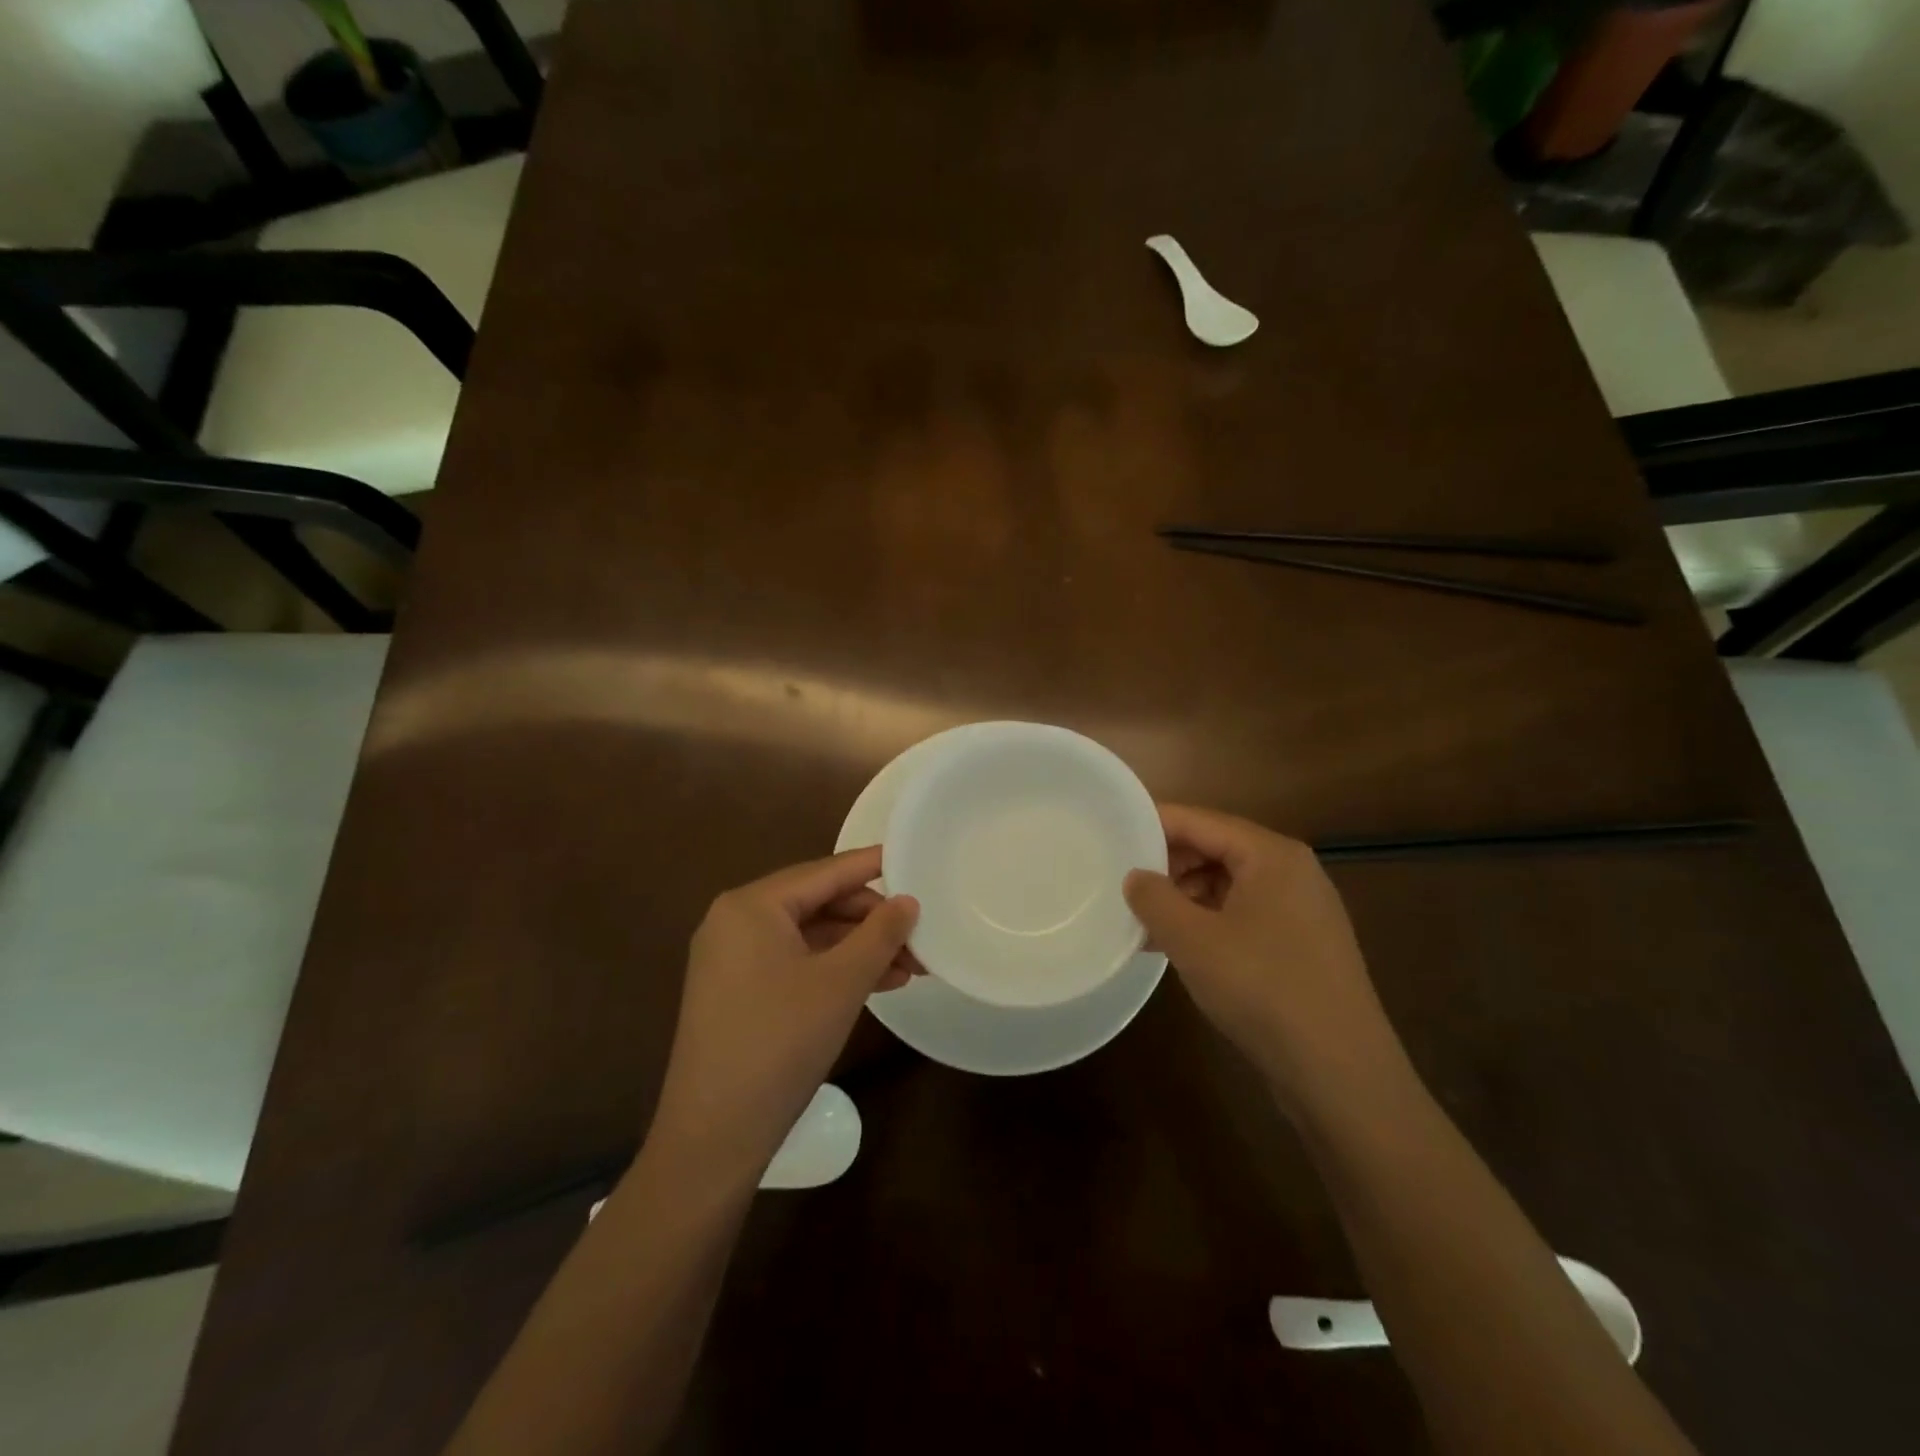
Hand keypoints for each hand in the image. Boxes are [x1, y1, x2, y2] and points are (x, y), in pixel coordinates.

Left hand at [647, 847, 918, 1182]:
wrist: (713, 1136)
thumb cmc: (780, 1043)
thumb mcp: (841, 983)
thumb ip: (880, 934)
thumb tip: (908, 901)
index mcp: (752, 905)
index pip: (826, 872)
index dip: (874, 867)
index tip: (916, 860)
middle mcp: (736, 920)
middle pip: (818, 902)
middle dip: (872, 920)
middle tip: (920, 936)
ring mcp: (732, 957)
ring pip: (810, 936)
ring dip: (859, 948)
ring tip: (911, 966)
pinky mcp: (737, 991)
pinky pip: (795, 962)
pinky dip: (835, 969)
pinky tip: (878, 983)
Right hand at [1123, 804, 1407, 1113]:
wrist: (1340, 1073)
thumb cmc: (1263, 989)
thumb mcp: (1193, 940)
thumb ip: (1154, 898)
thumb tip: (1136, 877)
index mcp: (1272, 856)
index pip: (1202, 821)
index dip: (1155, 824)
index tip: (1114, 831)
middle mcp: (1292, 873)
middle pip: (1218, 850)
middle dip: (1169, 865)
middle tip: (1124, 883)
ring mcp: (1302, 912)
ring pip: (1229, 886)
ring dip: (1186, 898)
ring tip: (1146, 922)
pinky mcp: (1302, 947)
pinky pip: (1244, 916)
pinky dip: (1209, 923)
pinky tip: (1179, 948)